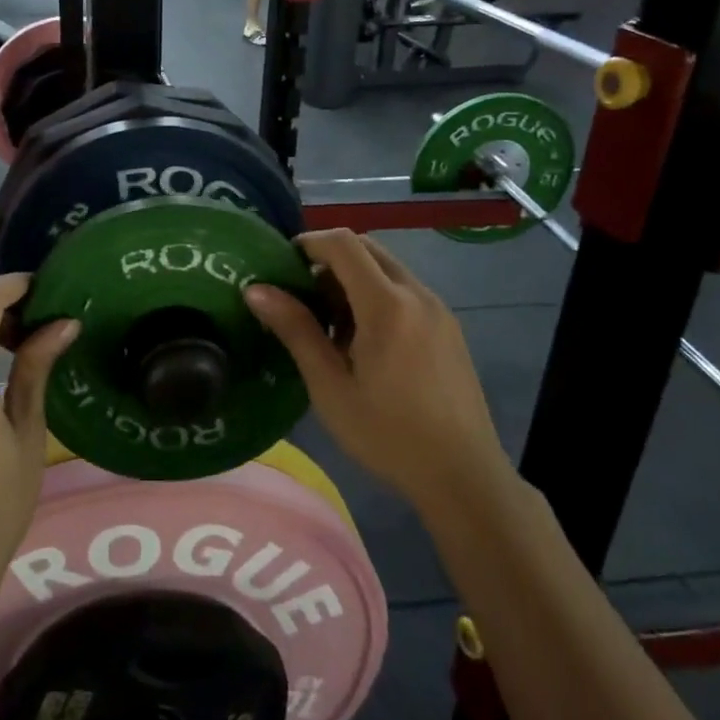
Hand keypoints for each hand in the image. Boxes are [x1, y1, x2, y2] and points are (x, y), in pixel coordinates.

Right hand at [244, 231, 509, 508]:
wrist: (463, 476)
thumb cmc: (387, 434)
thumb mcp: (330, 386)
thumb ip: (295, 330)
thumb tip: (256, 289)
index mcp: (387, 304)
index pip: (344, 244)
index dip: (309, 242)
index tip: (281, 264)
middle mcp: (417, 294)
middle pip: (367, 249)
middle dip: (329, 259)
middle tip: (302, 296)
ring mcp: (439, 309)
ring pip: (388, 269)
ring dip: (354, 278)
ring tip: (330, 325)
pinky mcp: (449, 327)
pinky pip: (406, 291)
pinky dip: (377, 295)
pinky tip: (364, 341)